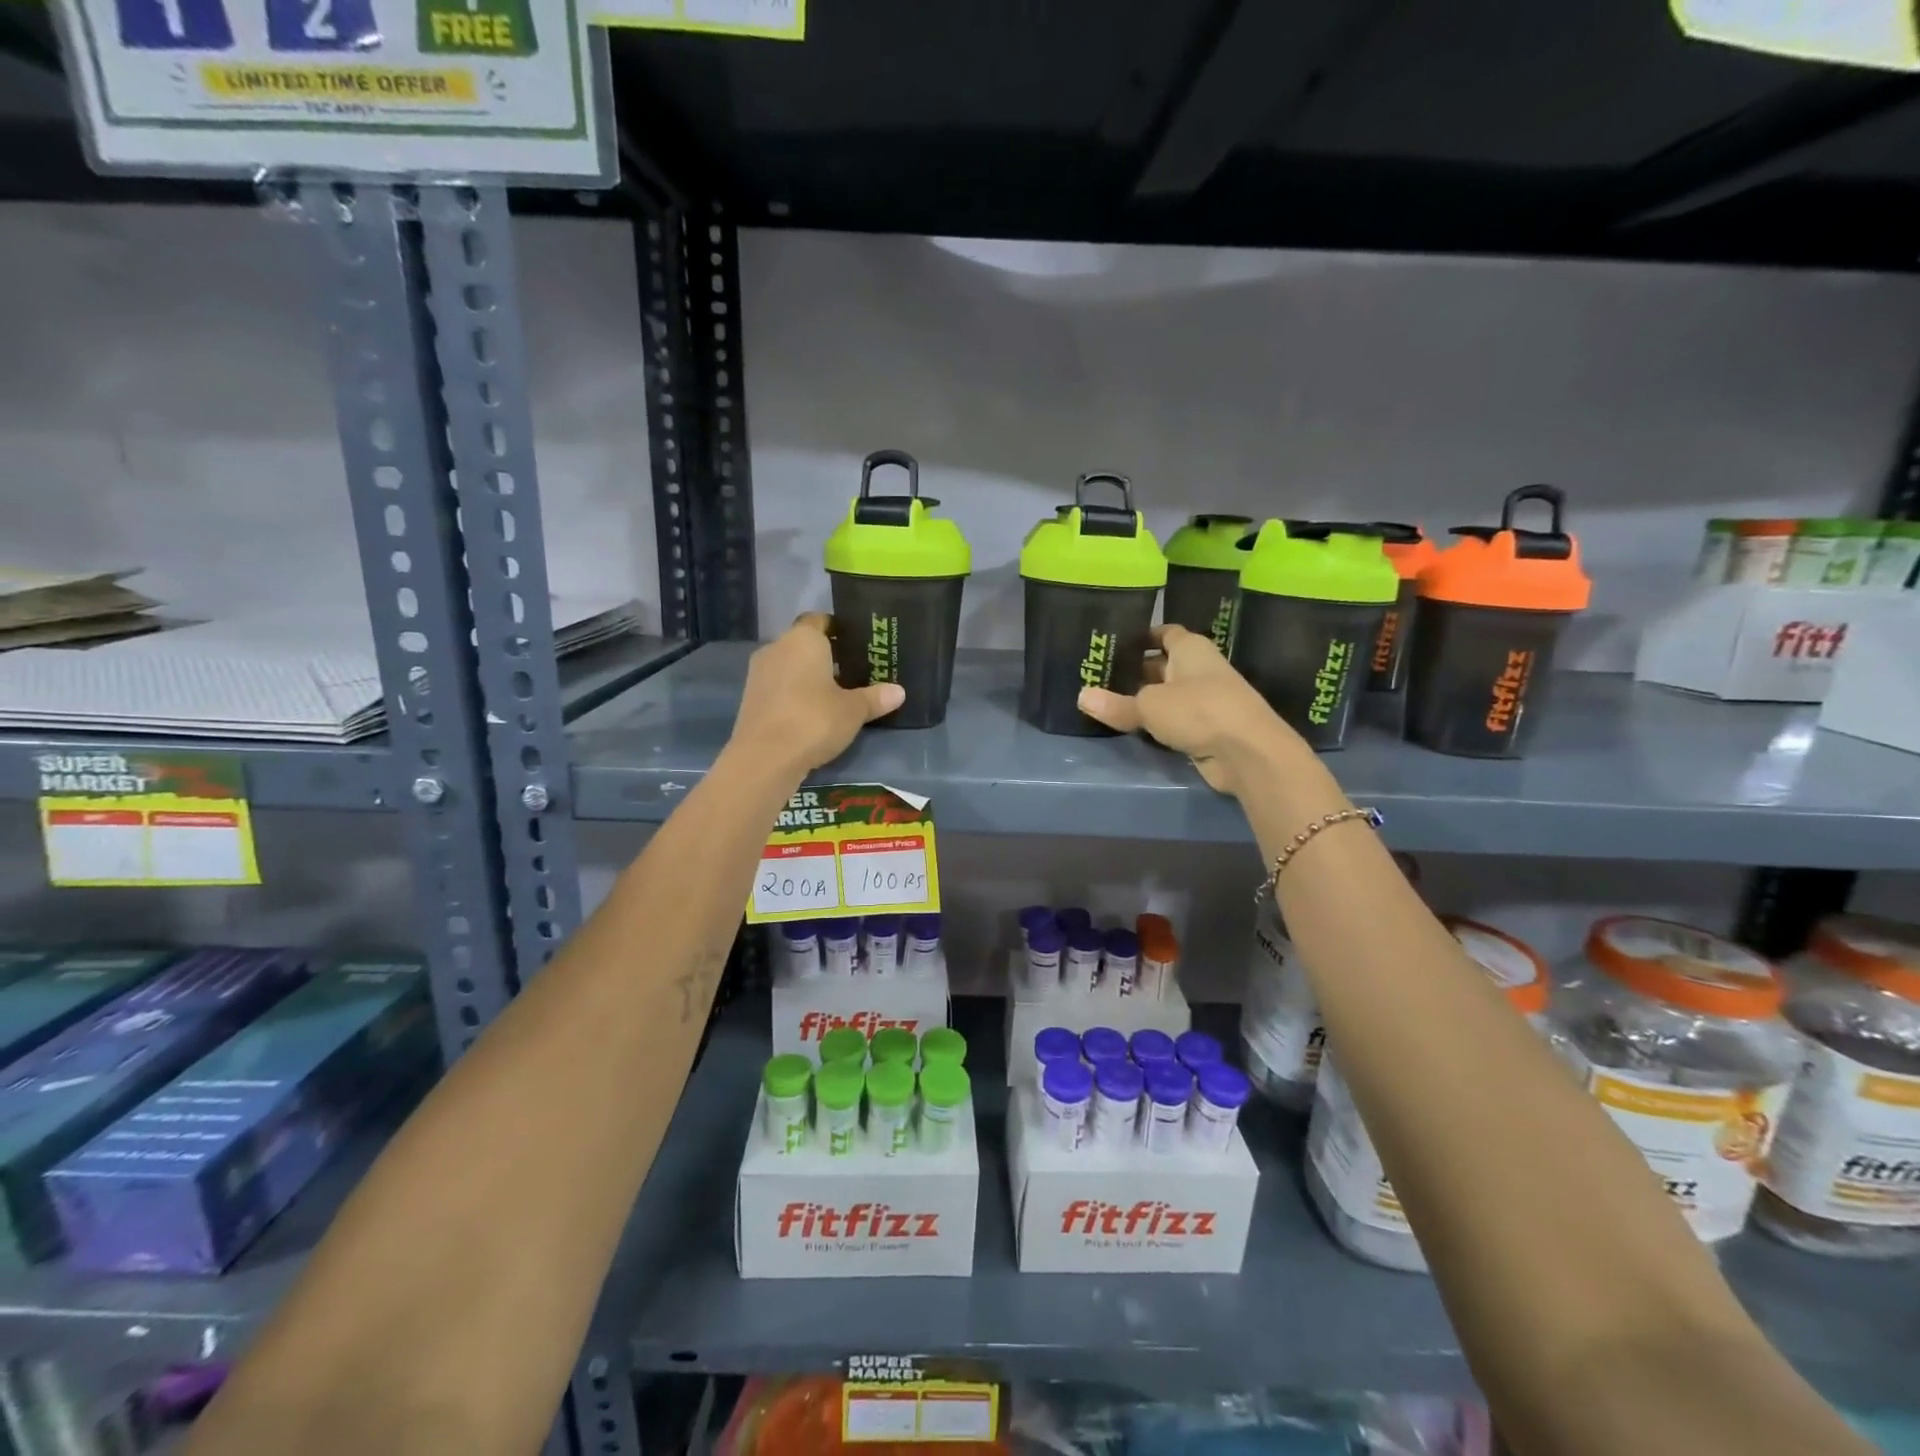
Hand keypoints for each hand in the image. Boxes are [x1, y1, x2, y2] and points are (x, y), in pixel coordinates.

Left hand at [730, 614, 904, 775]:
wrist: (765, 758)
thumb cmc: (814, 720)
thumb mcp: (854, 710)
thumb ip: (875, 698)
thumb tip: (899, 691)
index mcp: (803, 639)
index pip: (819, 620)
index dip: (838, 629)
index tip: (856, 644)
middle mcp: (776, 648)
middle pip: (803, 644)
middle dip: (825, 656)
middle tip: (852, 673)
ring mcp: (758, 674)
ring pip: (789, 667)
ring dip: (807, 677)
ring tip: (834, 695)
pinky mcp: (750, 699)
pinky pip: (778, 688)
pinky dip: (793, 695)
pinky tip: (811, 714)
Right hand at [1078, 624, 1301, 794]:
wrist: (1247, 752)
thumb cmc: (1198, 710)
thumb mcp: (1149, 705)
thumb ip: (1116, 704)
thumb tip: (1081, 697)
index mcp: (1190, 649)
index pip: (1164, 633)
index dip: (1142, 636)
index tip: (1115, 643)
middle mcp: (1200, 669)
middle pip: (1163, 665)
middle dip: (1136, 670)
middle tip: (1100, 676)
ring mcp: (1206, 700)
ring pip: (1168, 695)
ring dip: (1145, 700)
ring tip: (1108, 702)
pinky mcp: (1207, 729)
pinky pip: (1175, 721)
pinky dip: (1157, 724)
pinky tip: (1133, 728)